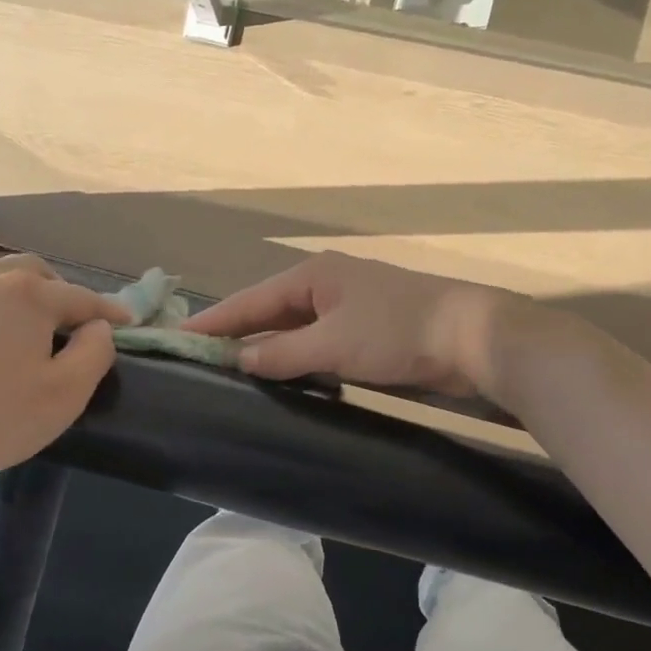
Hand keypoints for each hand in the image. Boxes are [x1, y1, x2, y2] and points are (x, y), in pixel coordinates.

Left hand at [0, 254, 128, 499]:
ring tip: (6, 310)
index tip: (124, 320)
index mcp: (27, 296)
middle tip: (63, 318)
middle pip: (28, 270)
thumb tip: (98, 326)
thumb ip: (94, 352)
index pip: (78, 297)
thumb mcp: (65, 396)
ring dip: (1, 283)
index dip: (106, 309)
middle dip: (53, 288)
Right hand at [183, 252, 522, 394]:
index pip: (250, 300)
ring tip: (229, 371)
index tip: (178, 339)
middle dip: (236, 334)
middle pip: (269, 311)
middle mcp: (326, 285)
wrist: (473, 337)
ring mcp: (347, 307)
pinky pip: (316, 342)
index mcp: (313, 276)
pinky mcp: (366, 330)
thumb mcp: (334, 345)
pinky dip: (296, 357)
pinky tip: (282, 375)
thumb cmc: (398, 332)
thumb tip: (240, 361)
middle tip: (198, 359)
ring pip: (293, 328)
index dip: (215, 321)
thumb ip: (284, 354)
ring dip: (266, 348)